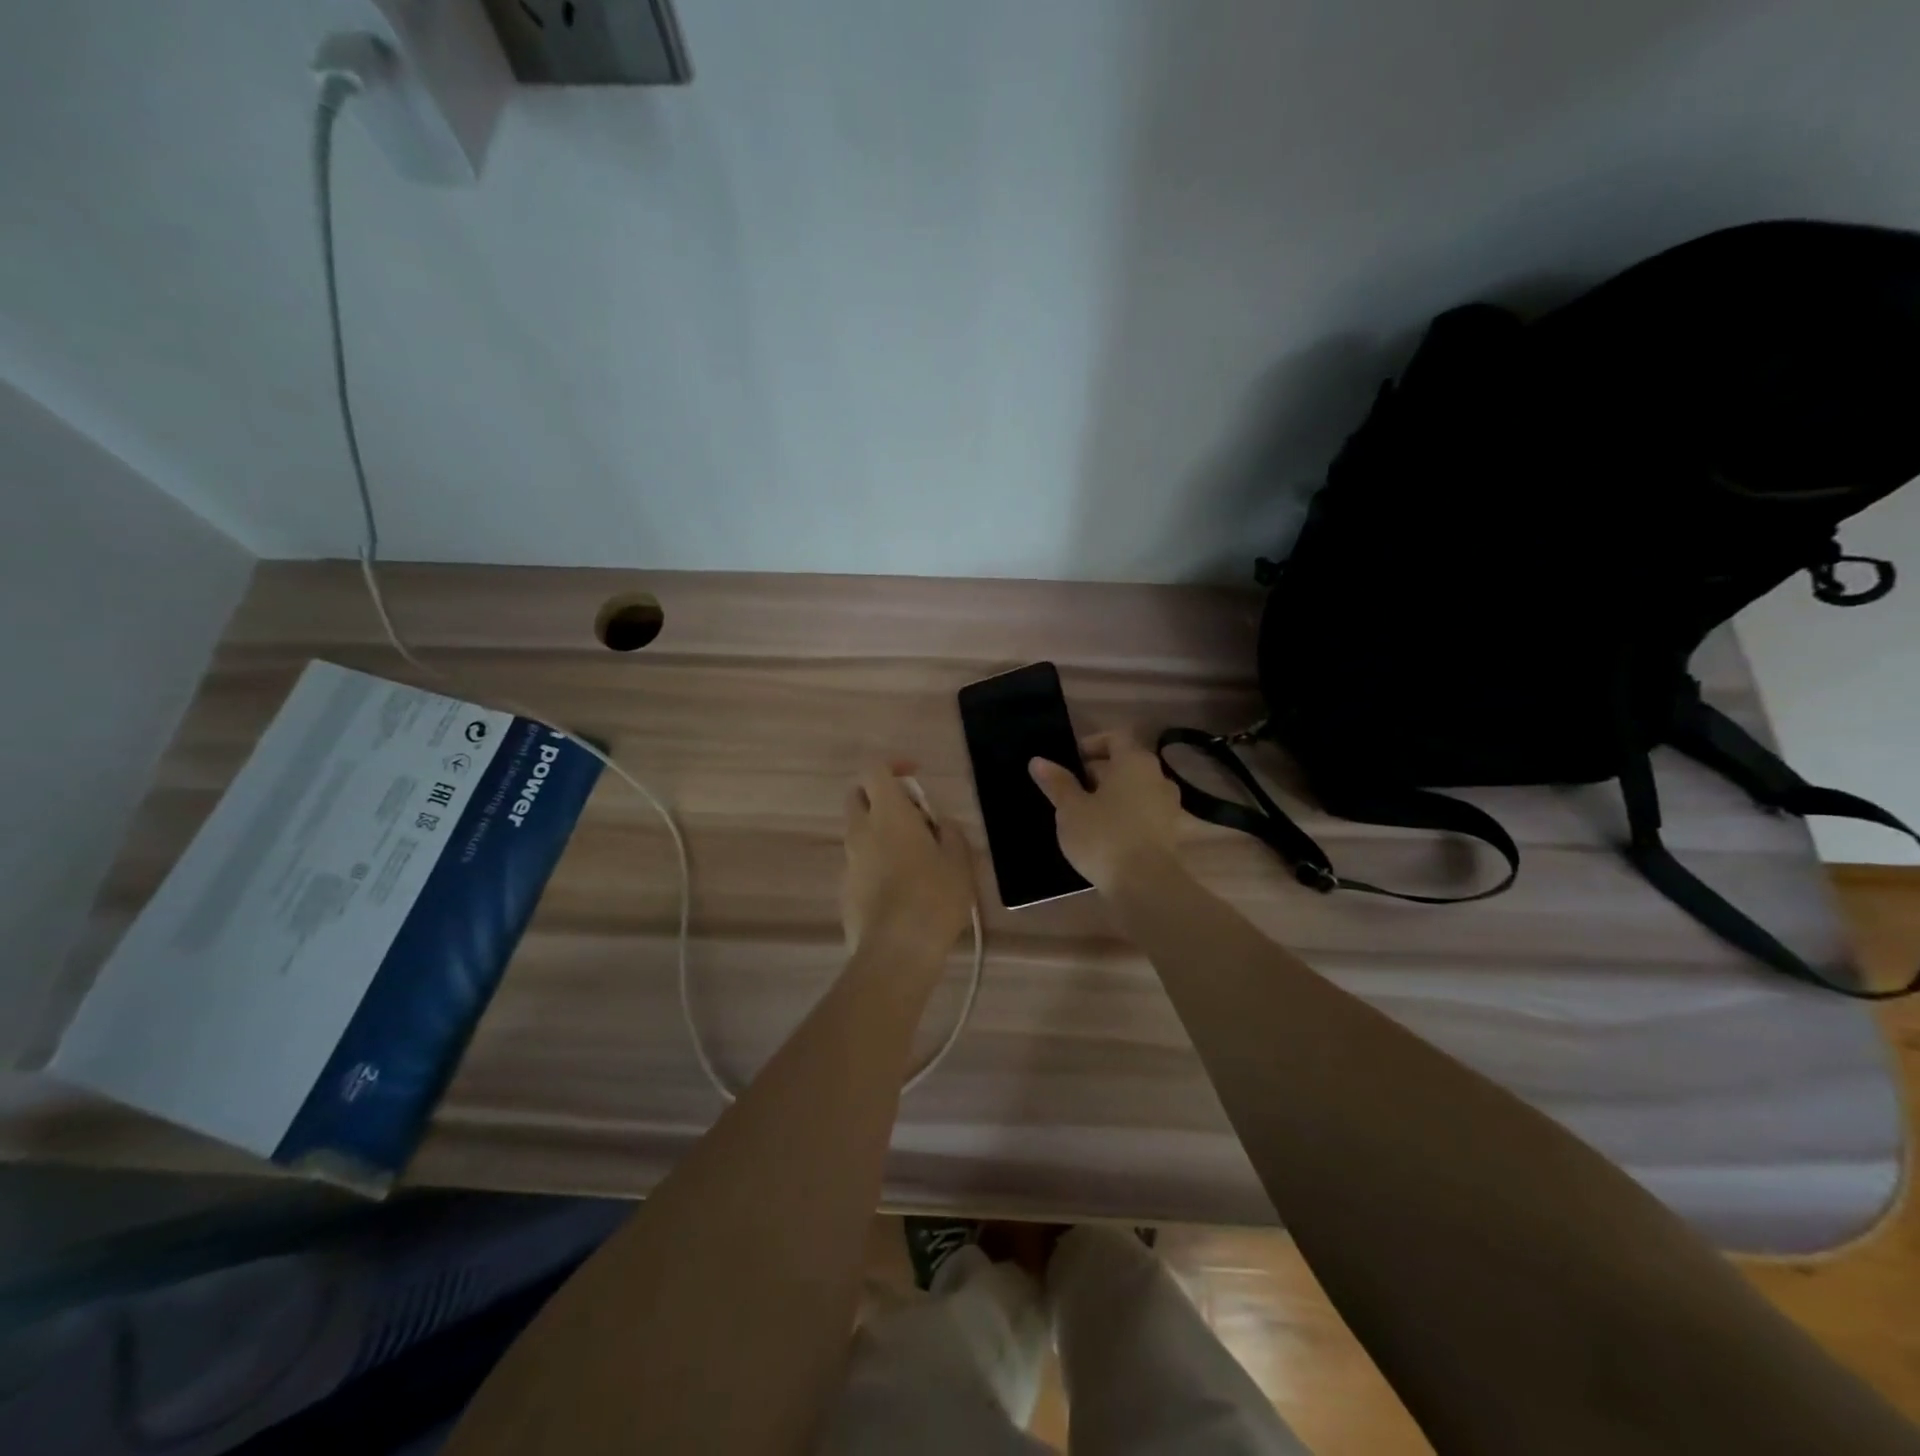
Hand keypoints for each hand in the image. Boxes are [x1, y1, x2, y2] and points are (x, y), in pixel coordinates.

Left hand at [842, 765, 975, 960]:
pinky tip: (903, 889)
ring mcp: (849, 862)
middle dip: (881, 797)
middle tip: (914, 817)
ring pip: (859, 832)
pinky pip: (860, 863)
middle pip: (858, 797)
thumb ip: (949, 832)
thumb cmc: (934, 897)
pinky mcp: (845, 890)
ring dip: (881, 833)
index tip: (916, 776)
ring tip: (917, 858)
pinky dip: (877, 862)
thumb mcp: (959, 860)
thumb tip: (939, 823)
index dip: (894, 765)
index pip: (875, 770)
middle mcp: (861, 831)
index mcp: (888, 814)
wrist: (897, 951)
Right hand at [1029, 730, 1184, 893]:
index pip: (1114, 737)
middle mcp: (1158, 777)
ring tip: (1085, 815)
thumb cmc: (1104, 837)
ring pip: (1136, 790)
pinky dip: (1126, 817)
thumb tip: (1038, 761)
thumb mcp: (1070, 809)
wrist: (1145, 885)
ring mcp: (1169, 806)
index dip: (1090, 745)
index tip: (1069, 762)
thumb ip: (1057, 783)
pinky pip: (1144, 814)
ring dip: (1112, 796)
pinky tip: (1105, 836)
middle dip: (1098, 773)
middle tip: (1071, 791)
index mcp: (1135, 762)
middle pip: (1126, 764)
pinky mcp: (1171, 833)